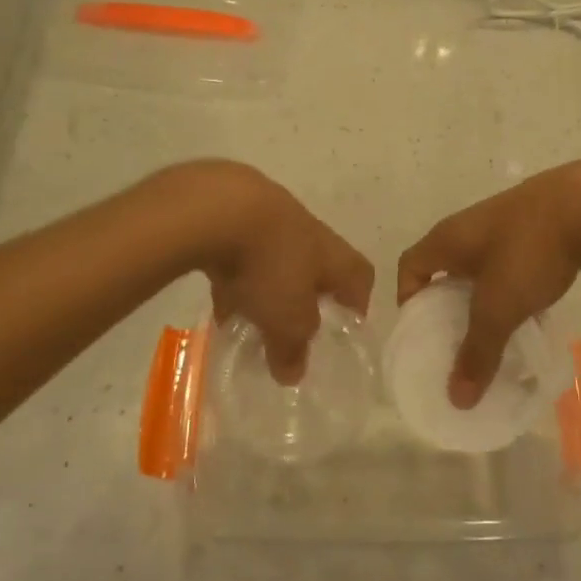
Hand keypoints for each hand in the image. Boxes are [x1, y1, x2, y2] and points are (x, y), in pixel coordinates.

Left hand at [163, 161, 373, 383]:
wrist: (219, 206)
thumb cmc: (270, 264)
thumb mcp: (286, 319)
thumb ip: (292, 348)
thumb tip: (293, 374)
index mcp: (333, 254)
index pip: (361, 276)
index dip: (358, 303)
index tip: (345, 329)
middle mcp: (309, 233)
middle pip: (318, 268)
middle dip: (306, 299)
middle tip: (293, 329)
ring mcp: (271, 219)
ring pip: (277, 260)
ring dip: (268, 288)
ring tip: (251, 320)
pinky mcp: (235, 215)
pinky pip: (243, 254)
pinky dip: (236, 276)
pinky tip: (218, 300)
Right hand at [397, 159, 580, 407]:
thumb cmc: (527, 252)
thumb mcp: (498, 308)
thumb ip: (476, 352)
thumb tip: (456, 399)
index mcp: (446, 239)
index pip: (409, 266)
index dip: (408, 299)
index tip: (421, 333)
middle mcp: (468, 227)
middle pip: (445, 269)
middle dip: (448, 306)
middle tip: (458, 342)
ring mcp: (503, 223)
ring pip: (481, 268)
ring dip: (483, 298)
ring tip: (496, 333)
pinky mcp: (534, 225)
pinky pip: (511, 263)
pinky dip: (513, 288)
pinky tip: (533, 312)